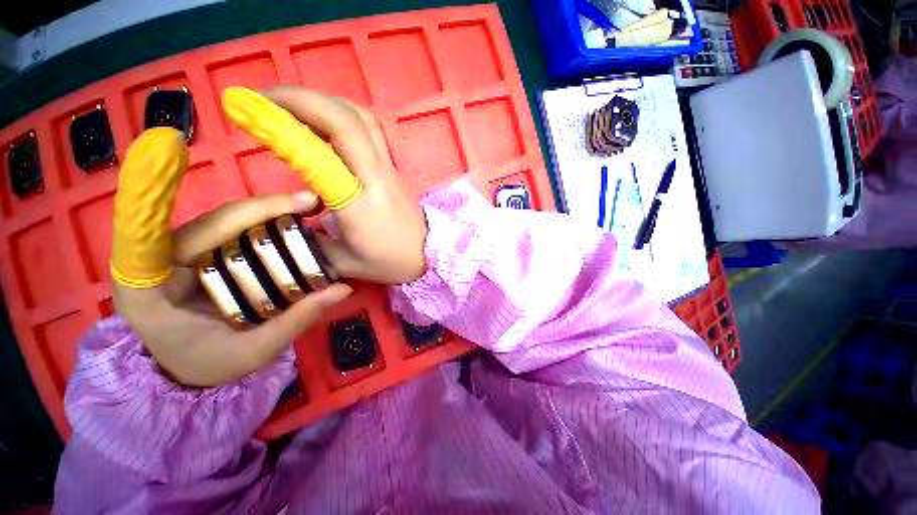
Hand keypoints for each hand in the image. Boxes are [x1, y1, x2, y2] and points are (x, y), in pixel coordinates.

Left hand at [113, 191, 352, 386]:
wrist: (193, 371)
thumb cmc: (211, 366)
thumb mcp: (254, 352)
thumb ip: (295, 320)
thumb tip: (342, 289)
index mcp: (146, 290)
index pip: (144, 234)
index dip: (151, 191)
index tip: (171, 151)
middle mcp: (156, 262)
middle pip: (206, 223)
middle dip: (258, 208)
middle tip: (308, 202)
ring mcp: (180, 254)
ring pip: (223, 222)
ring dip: (266, 211)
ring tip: (308, 207)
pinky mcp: (203, 253)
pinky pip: (234, 231)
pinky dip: (265, 223)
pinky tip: (293, 219)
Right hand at [258, 86, 427, 283]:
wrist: (428, 255)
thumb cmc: (389, 262)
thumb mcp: (342, 262)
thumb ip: (311, 240)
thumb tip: (291, 216)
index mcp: (357, 203)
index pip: (318, 153)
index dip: (281, 125)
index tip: (248, 110)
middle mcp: (375, 176)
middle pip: (344, 119)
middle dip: (299, 97)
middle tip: (264, 98)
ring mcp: (388, 168)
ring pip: (361, 117)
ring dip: (324, 101)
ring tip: (293, 105)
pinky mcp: (393, 168)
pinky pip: (370, 129)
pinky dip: (342, 114)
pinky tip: (324, 122)